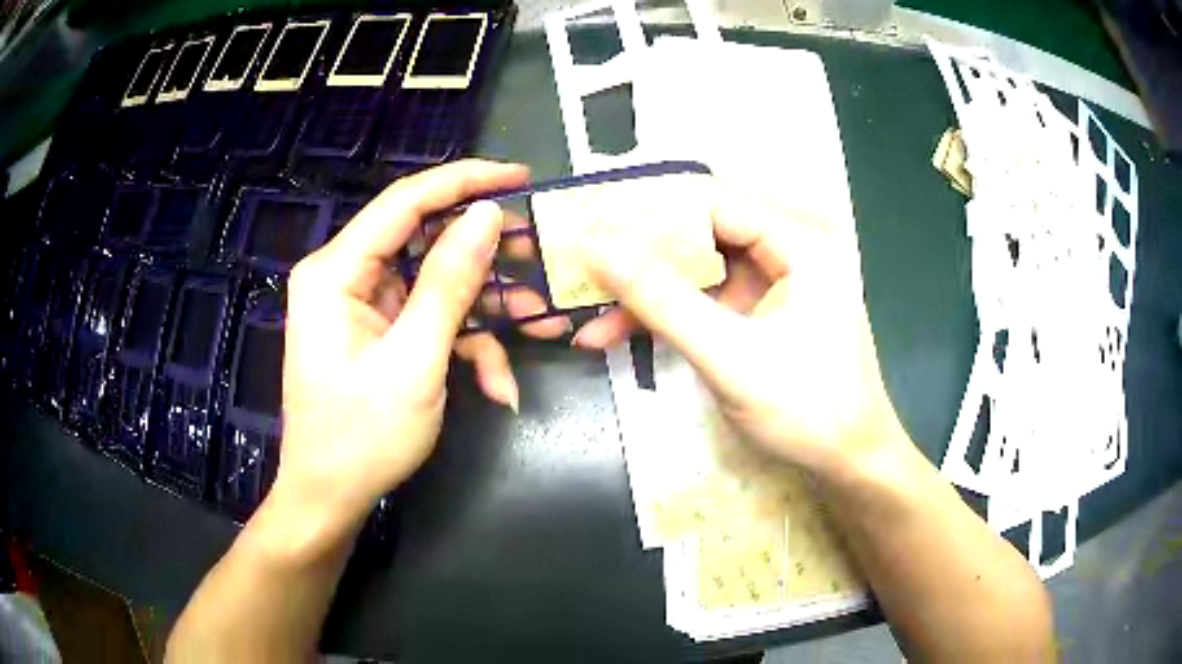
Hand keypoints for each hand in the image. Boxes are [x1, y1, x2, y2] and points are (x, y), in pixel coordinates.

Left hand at [274, 160, 565, 534]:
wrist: (330, 498)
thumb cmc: (362, 437)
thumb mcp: (415, 361)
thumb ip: (449, 282)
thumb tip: (486, 215)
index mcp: (336, 271)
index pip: (406, 201)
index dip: (466, 181)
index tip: (521, 176)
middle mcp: (345, 276)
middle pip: (424, 238)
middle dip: (485, 255)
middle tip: (539, 256)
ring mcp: (362, 305)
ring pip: (435, 283)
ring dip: (485, 311)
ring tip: (539, 326)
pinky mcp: (377, 331)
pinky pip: (428, 319)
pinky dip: (465, 346)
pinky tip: (497, 385)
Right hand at [573, 185, 909, 478]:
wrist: (848, 461)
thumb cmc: (807, 410)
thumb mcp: (730, 357)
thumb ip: (662, 300)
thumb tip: (596, 249)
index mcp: (802, 241)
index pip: (711, 201)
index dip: (647, 212)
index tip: (589, 229)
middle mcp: (790, 246)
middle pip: (700, 230)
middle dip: (639, 255)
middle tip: (581, 269)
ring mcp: (775, 278)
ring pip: (696, 266)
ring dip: (645, 292)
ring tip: (589, 317)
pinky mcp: (761, 307)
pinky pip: (705, 296)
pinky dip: (665, 314)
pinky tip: (618, 334)